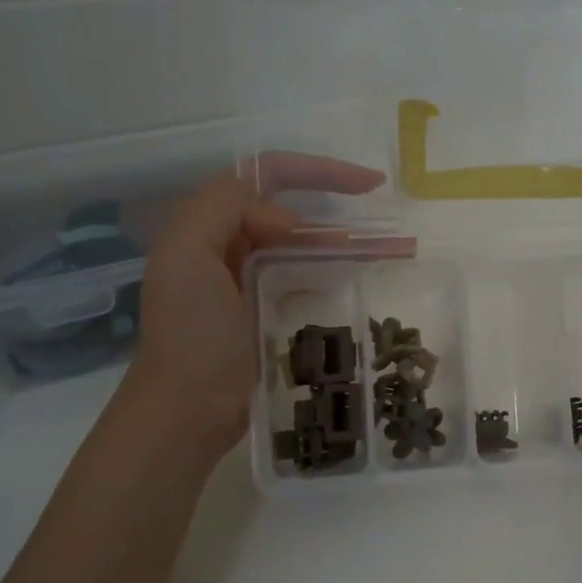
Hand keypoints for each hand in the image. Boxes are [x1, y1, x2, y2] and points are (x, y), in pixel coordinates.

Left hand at [126, 153, 390, 462]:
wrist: (186, 411)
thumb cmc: (190, 334)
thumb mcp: (187, 256)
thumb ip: (226, 210)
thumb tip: (290, 220)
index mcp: (208, 225)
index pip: (268, 176)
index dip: (319, 171)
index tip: (370, 186)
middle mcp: (228, 245)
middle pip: (294, 211)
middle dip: (343, 210)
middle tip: (391, 226)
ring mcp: (250, 281)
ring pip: (305, 246)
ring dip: (348, 243)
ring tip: (395, 251)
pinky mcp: (268, 313)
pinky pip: (306, 279)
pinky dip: (335, 273)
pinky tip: (363, 280)